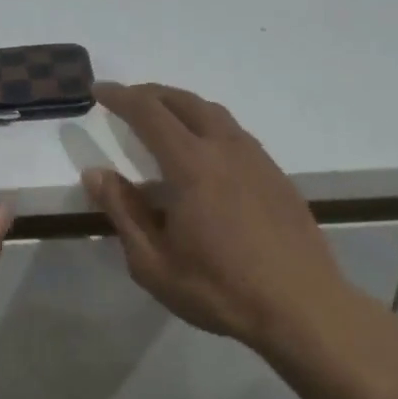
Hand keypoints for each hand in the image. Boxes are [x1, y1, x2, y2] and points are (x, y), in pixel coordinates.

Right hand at [81, 82, 395, 361]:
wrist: (302, 308)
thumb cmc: (219, 289)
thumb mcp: (154, 262)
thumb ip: (123, 212)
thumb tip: (95, 173)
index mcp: (192, 165)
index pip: (149, 113)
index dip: (121, 97)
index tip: (99, 90)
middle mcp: (225, 149)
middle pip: (185, 102)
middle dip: (151, 94)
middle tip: (128, 99)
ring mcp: (257, 159)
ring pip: (215, 113)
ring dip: (183, 105)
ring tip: (163, 116)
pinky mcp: (276, 175)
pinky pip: (235, 133)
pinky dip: (209, 125)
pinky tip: (204, 151)